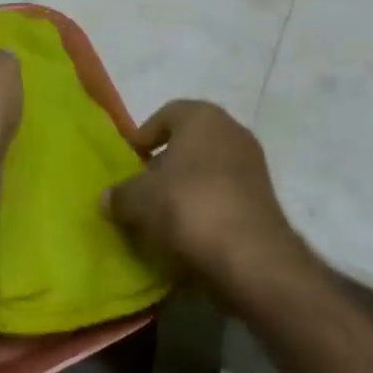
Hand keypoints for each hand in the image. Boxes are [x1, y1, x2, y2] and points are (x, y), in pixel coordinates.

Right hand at [104, 101, 309, 303]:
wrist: (252, 257)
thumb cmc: (189, 206)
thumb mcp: (139, 200)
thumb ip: (120, 195)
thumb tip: (107, 198)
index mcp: (202, 116)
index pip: (166, 114)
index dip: (144, 137)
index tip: (130, 163)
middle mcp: (232, 130)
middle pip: (189, 143)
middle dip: (165, 165)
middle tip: (144, 191)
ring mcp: (253, 165)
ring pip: (209, 170)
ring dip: (187, 189)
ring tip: (164, 218)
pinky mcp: (265, 199)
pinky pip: (225, 196)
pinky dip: (208, 208)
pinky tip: (190, 234)